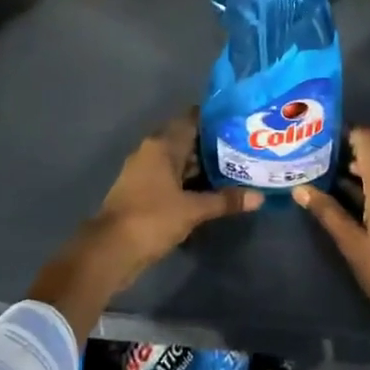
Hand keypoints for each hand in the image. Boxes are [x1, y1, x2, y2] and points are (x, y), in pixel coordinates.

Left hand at [28, 114, 258, 337]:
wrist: (110, 249)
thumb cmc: (152, 218)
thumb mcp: (193, 210)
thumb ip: (225, 200)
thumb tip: (259, 196)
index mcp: (161, 145)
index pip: (191, 120)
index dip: (214, 119)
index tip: (239, 122)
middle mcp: (151, 152)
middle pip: (186, 140)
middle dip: (213, 145)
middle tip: (244, 148)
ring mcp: (144, 172)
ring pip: (179, 161)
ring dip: (202, 166)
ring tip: (235, 169)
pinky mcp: (142, 192)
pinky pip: (171, 179)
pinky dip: (189, 182)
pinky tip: (211, 191)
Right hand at [293, 127, 369, 351]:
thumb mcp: (351, 242)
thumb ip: (327, 212)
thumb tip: (299, 188)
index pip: (367, 138)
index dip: (344, 131)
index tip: (318, 134)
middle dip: (344, 149)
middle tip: (312, 153)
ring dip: (354, 168)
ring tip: (321, 172)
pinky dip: (366, 183)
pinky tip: (343, 195)